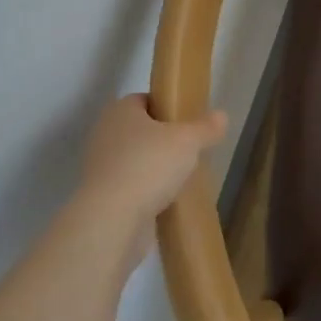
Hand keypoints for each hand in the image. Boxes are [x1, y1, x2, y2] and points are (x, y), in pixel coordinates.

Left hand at [76, 95, 227, 267]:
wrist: (112, 220)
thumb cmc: (149, 165)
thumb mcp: (189, 141)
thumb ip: (206, 127)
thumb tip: (221, 116)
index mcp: (120, 111)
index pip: (144, 100)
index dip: (166, 107)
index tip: (186, 121)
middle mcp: (104, 134)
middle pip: (139, 130)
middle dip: (162, 139)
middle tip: (188, 149)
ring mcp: (99, 167)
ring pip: (133, 159)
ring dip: (153, 167)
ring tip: (180, 177)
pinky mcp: (99, 197)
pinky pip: (128, 186)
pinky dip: (144, 191)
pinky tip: (165, 201)